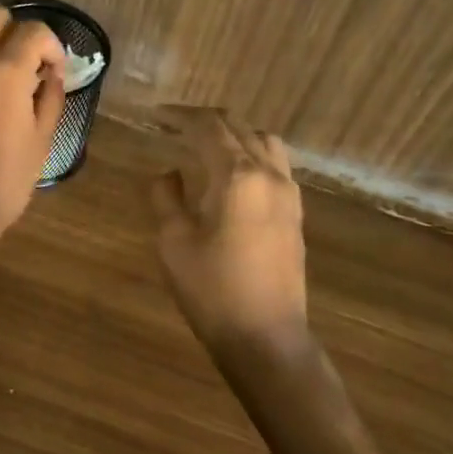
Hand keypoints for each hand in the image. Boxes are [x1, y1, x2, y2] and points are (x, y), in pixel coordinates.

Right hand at [151, 109, 310, 357]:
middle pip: (239, 127)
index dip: (180, 115)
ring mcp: (288, 193)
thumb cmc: (212, 290)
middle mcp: (268, 174)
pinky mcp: (295, 213)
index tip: (157, 115)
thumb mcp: (174, 242)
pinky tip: (234, 172)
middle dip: (206, 120)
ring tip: (207, 143)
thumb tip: (169, 173)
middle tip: (175, 124)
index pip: (208, 127)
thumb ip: (167, 197)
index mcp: (236, 176)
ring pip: (264, 141)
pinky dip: (252, 153)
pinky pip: (276, 164)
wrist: (266, 338)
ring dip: (234, 133)